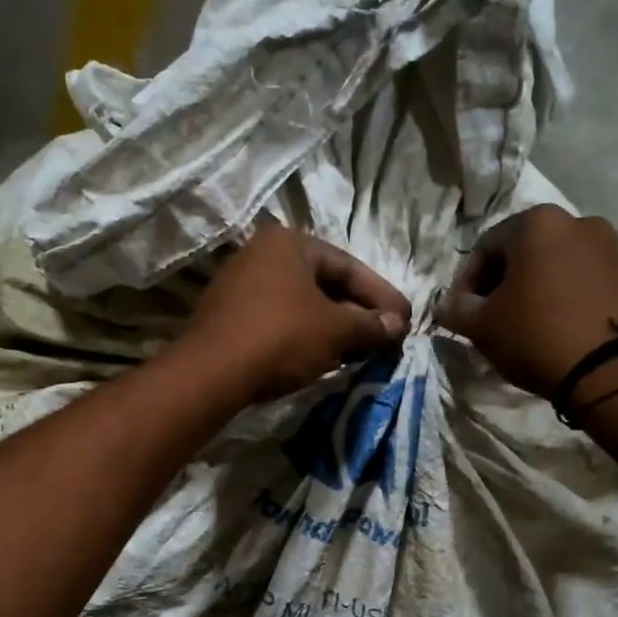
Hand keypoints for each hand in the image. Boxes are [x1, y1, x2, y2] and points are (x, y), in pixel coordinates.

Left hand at [183, 219, 410, 402]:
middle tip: (386, 338)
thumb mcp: (335, 330)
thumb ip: (370, 325)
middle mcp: (262, 254)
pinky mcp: (229, 316)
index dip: (382, 296)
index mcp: (289, 243)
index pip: (349, 267)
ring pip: (302, 304)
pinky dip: (306, 335)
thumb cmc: (280, 338)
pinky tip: (323, 357)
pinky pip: (279, 320)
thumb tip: (398, 326)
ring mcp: (240, 285)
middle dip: (358, 313)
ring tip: (360, 351)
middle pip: (324, 284)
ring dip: (334, 327)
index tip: (405, 321)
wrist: (211, 373)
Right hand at [434, 205, 617, 398]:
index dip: (465, 282)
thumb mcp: (482, 326)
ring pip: (554, 266)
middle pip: (523, 253)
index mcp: (538, 223)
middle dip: (501, 284)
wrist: (611, 371)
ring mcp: (610, 248)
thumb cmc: (536, 335)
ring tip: (522, 327)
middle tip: (489, 319)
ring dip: (533, 291)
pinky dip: (562, 299)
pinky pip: (582, 282)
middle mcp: (578, 222)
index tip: (460, 313)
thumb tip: (446, 306)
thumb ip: (456, 309)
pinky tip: (554, 330)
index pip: (484, 247)